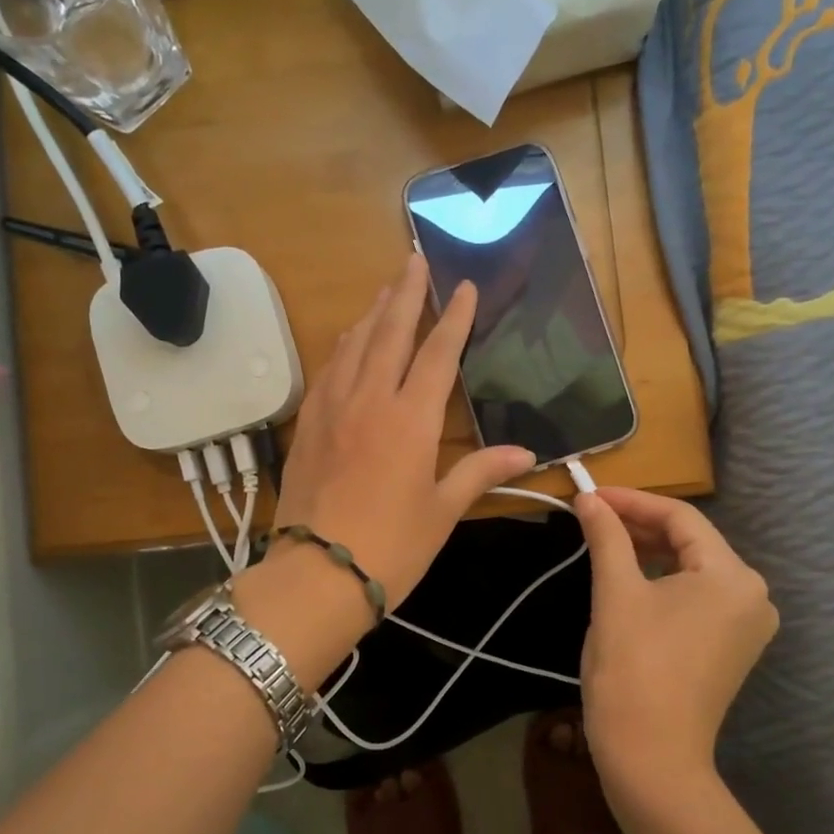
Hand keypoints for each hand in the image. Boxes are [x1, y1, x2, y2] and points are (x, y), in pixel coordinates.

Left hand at [274, 254, 534, 609]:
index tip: (463, 286)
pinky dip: (343, 346)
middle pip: (390, 332)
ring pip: (354, 344)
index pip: (437, 354)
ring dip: (373, 313)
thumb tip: (526, 454)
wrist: (316, 574)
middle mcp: (370, 400)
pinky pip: (328, 369)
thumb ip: (481, 473)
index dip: (454, 318)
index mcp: (411, 419)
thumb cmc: (391, 547)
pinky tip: (348, 339)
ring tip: (386, 289)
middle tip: (415, 259)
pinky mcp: (307, 424)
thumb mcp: (442, 512)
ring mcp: (332, 408)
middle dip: (407, 293)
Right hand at [573, 487, 777, 794]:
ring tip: (605, 540)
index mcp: (733, 576)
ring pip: (693, 569)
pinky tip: (630, 575)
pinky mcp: (731, 646)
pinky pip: (697, 597)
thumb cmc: (632, 668)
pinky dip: (663, 581)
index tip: (589, 494)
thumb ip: (606, 536)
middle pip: (691, 541)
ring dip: (649, 551)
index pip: (680, 518)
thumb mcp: (615, 593)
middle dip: (640, 525)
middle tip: (591, 516)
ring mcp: (746, 624)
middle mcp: (752, 595)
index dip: (631, 501)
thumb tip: (588, 497)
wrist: (651, 758)